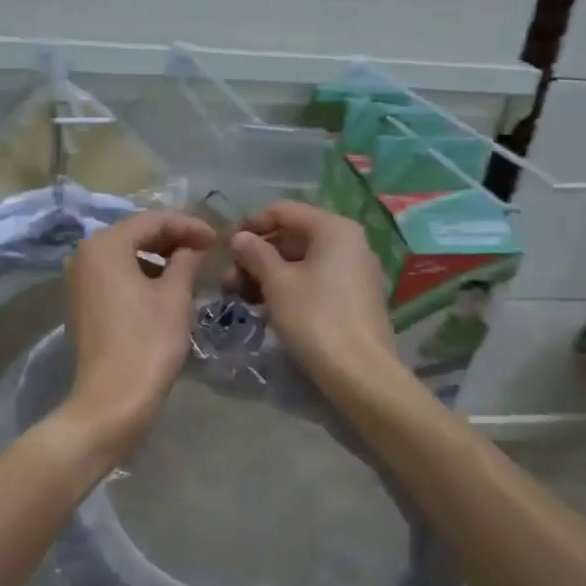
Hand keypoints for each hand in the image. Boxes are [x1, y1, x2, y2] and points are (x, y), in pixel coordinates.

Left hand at [59, 209, 214, 458]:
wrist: (112, 401)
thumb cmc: (147, 343)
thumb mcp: (175, 296)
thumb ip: (187, 260)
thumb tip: (194, 245)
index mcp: (105, 245)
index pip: (153, 220)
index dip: (188, 225)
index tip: (217, 238)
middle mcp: (85, 254)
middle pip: (136, 233)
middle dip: (173, 238)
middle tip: (207, 249)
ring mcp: (80, 278)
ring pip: (126, 254)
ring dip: (158, 256)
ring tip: (191, 266)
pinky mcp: (83, 301)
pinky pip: (116, 273)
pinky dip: (142, 273)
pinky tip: (166, 285)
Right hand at [226, 201, 399, 394]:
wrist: (360, 374)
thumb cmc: (315, 318)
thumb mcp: (277, 283)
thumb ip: (255, 254)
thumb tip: (240, 237)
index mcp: (334, 228)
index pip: (283, 211)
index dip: (251, 224)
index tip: (225, 247)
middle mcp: (349, 242)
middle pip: (293, 236)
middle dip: (256, 255)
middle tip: (228, 281)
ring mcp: (354, 270)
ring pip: (301, 260)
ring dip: (267, 274)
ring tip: (240, 297)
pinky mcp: (353, 297)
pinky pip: (314, 279)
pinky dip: (288, 287)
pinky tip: (265, 307)